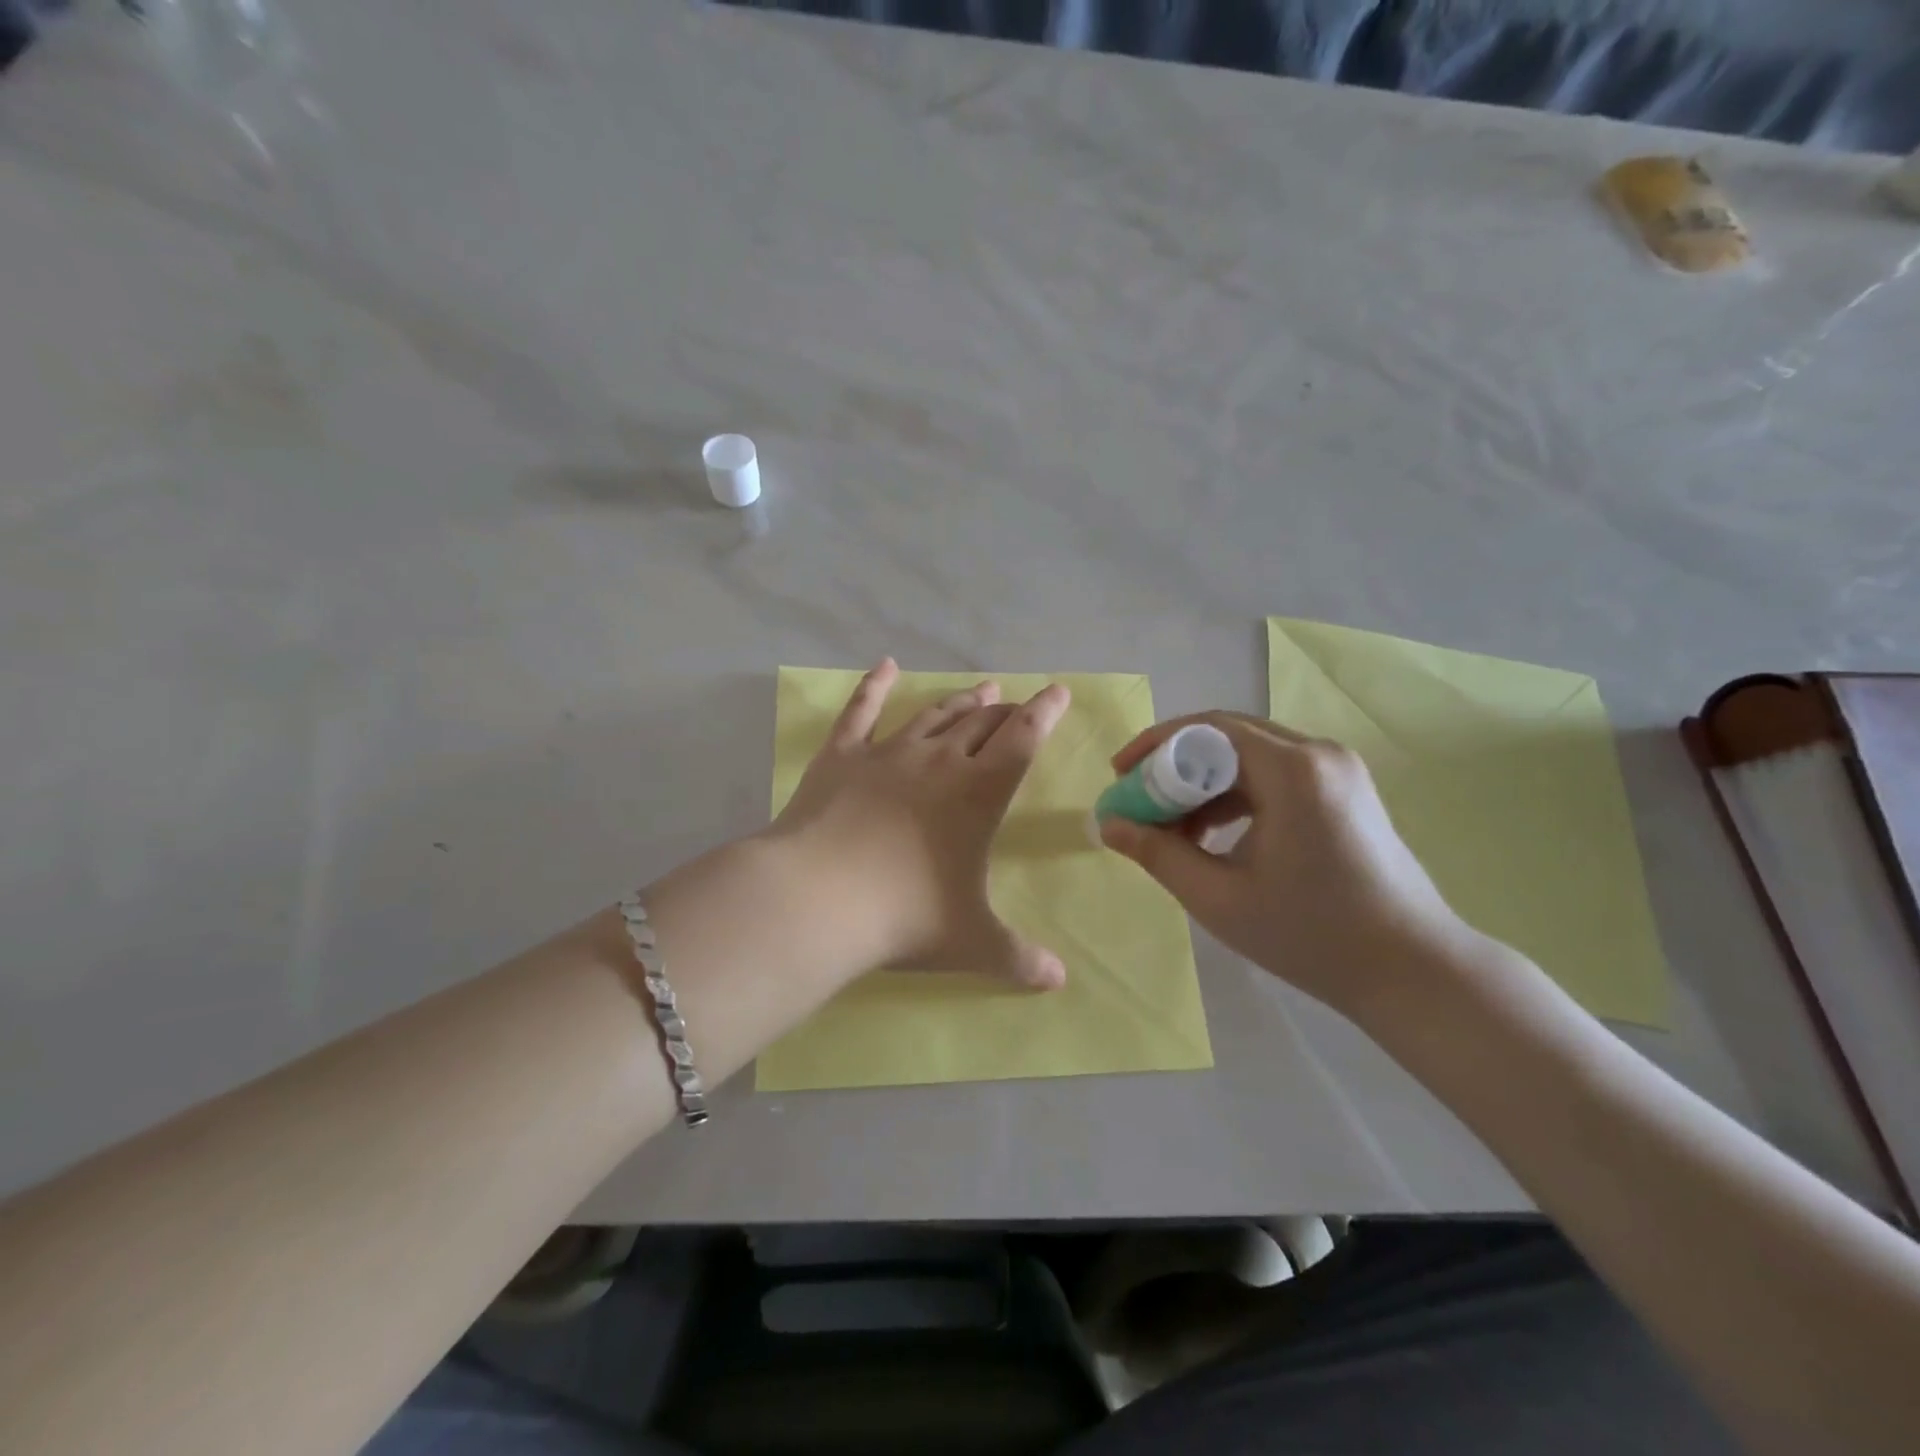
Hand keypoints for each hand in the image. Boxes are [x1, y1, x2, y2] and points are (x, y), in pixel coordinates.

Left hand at [765, 659, 1071, 989]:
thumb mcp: (971, 943)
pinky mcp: (841, 756)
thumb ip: (1018, 959)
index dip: (1045, 712)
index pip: (1024, 739)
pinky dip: (874, 685)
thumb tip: (1058, 982)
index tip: (1059, 691)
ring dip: (960, 701)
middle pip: (981, 723)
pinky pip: (860, 711)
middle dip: (1005, 711)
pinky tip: (885, 665)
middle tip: (1016, 704)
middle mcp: (939, 761)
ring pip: (933, 715)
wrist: (817, 899)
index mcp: (978, 793)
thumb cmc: (905, 915)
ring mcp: (887, 753)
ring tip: (981, 690)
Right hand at [1098, 712, 1474, 1017]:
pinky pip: (1275, 775)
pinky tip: (1214, 834)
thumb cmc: (1311, 935)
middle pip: (1227, 737)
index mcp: (1292, 770)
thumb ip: (1157, 853)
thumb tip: (1107, 824)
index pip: (1206, 729)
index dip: (1154, 746)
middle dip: (1174, 765)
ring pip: (1250, 756)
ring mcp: (1338, 770)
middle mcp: (1319, 754)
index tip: (1118, 775)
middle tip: (1137, 799)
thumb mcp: (1218, 897)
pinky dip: (1235, 795)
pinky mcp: (1346, 791)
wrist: (1414, 971)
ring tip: (1172, 827)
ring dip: (1204, 782)